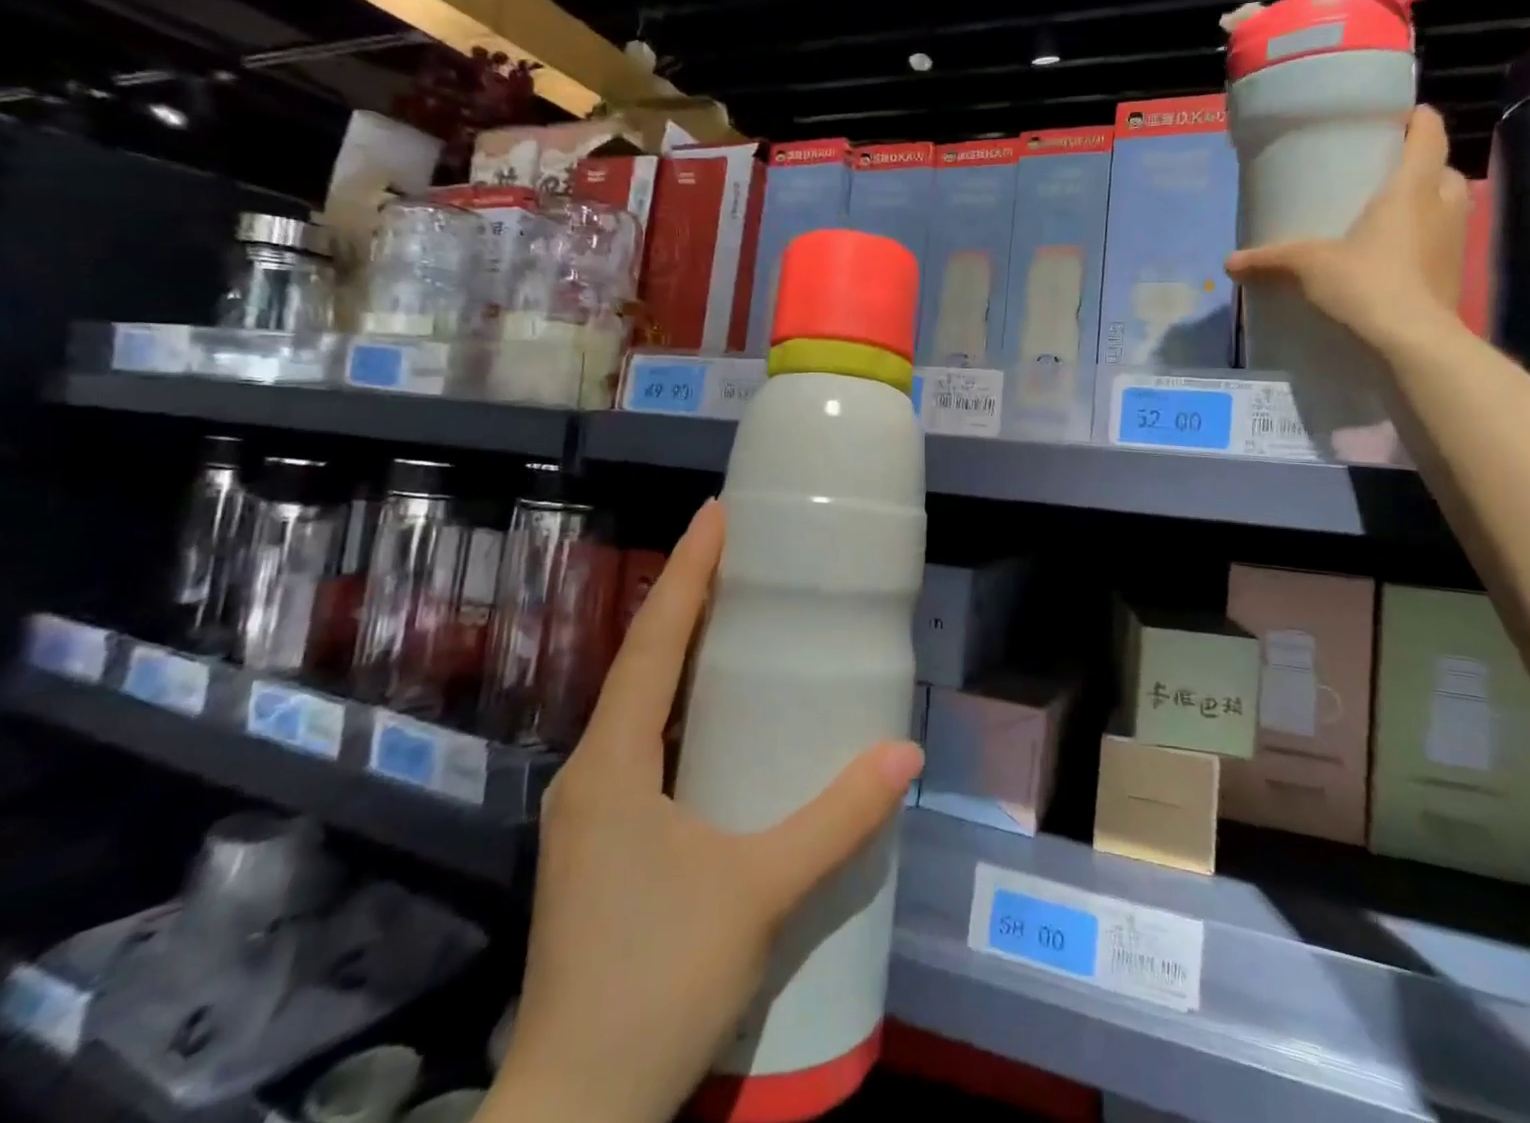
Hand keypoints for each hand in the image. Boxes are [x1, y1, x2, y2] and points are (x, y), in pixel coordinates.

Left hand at [483, 500, 923, 1122]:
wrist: (576, 1114)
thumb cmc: (656, 983)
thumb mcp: (759, 892)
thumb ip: (837, 820)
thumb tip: (904, 755)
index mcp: (613, 764)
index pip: (652, 642)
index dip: (686, 572)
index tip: (715, 514)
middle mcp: (592, 773)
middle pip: (642, 663)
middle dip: (686, 600)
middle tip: (739, 552)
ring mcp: (592, 811)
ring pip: (641, 707)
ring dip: (682, 654)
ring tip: (735, 612)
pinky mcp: (605, 843)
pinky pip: (646, 746)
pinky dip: (681, 708)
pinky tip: (718, 714)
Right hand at [1225, 105, 1469, 353]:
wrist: (1412, 341)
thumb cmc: (1366, 284)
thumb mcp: (1308, 267)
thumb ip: (1270, 259)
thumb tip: (1228, 262)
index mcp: (1412, 188)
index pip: (1429, 134)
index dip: (1417, 119)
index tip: (1400, 117)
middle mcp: (1442, 206)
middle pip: (1443, 170)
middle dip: (1421, 167)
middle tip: (1387, 176)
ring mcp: (1454, 242)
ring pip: (1447, 207)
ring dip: (1426, 205)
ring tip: (1389, 216)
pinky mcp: (1452, 275)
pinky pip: (1441, 243)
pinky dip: (1423, 242)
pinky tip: (1394, 259)